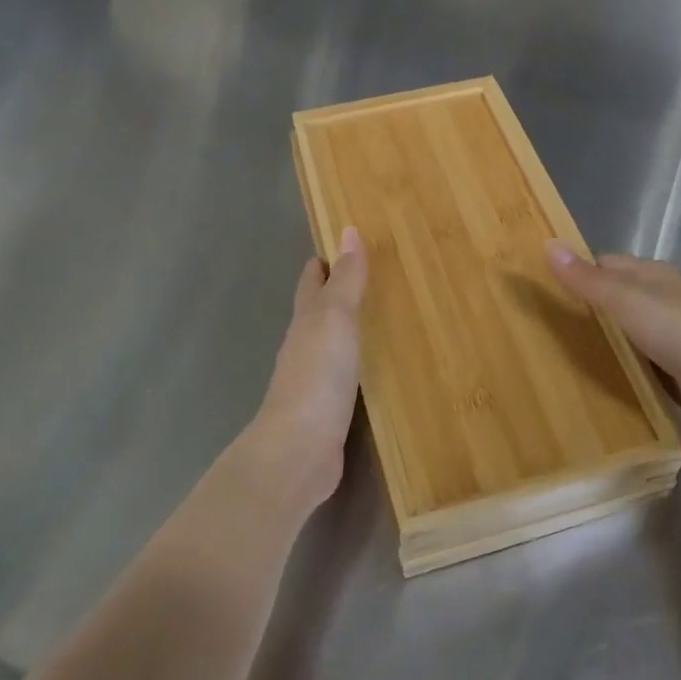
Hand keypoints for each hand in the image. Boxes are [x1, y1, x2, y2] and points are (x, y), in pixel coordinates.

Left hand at [245, 227, 367, 510]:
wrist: (299, 449)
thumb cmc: (317, 374)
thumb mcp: (335, 317)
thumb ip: (346, 279)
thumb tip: (348, 230)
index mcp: (305, 320)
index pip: (312, 281)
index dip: (323, 262)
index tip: (345, 243)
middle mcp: (305, 345)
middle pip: (319, 311)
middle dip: (337, 292)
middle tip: (371, 276)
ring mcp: (315, 380)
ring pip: (332, 343)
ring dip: (349, 328)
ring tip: (380, 316)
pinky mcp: (329, 410)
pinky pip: (346, 375)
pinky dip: (359, 362)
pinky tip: (376, 367)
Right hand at [545, 242, 680, 443]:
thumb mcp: (627, 300)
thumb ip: (588, 279)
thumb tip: (548, 244)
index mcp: (652, 276)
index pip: (603, 266)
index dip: (574, 272)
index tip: (538, 288)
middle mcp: (661, 302)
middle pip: (612, 301)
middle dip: (581, 312)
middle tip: (536, 328)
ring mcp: (669, 339)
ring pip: (622, 336)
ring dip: (598, 345)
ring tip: (552, 357)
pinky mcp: (675, 373)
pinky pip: (635, 367)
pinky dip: (617, 371)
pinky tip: (591, 383)